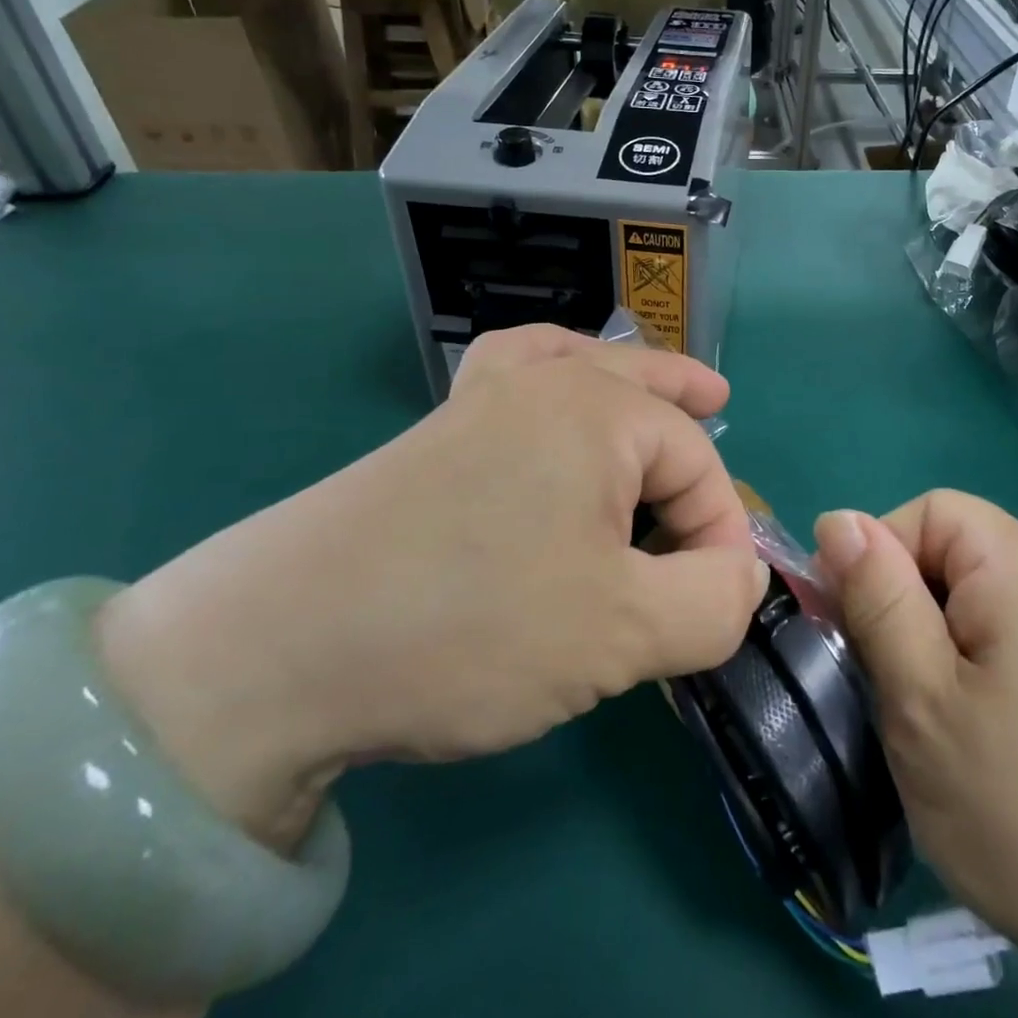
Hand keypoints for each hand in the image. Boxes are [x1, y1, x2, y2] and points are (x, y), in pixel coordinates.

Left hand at [95, 326, 766, 847]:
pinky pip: (511, 372)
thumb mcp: (624, 633)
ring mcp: (481, 401)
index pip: (699, 466)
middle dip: (690, 410)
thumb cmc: (474, 629)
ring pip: (580, 366)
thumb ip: (714, 602)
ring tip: (658, 382)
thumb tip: (744, 574)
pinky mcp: (436, 434)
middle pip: (646, 393)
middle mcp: (544, 385)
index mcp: (599, 412)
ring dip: (629, 374)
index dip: (721, 536)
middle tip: (723, 406)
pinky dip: (548, 367)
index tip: (708, 609)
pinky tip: (552, 381)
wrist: (274, 652)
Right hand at [812, 491, 1017, 966]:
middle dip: (906, 596)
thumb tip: (837, 520)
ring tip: (927, 705)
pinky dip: (973, 654)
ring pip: (978, 590)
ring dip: (935, 630)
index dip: (880, 555)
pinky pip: (1012, 625)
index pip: (929, 511)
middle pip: (956, 545)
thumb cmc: (1016, 805)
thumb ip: (877, 596)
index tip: (859, 628)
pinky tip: (976, 722)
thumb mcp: (919, 695)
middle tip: (890, 676)